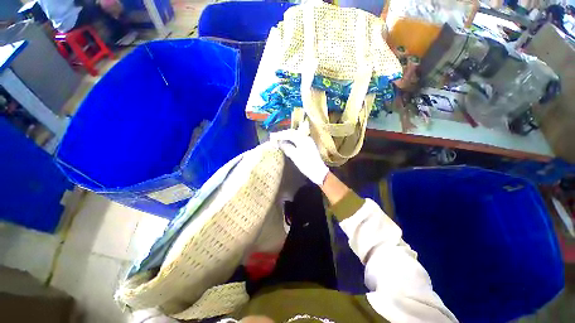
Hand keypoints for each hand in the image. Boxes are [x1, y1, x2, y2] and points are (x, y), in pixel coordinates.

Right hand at [271, 129, 328, 185]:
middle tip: (274, 137)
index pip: (290, 133)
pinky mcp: (308, 146)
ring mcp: (308, 142)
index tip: (272, 136)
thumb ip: (286, 147)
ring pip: (295, 137)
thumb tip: (279, 142)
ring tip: (278, 140)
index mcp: (303, 139)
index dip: (280, 134)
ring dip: (287, 137)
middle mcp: (306, 138)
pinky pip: (298, 141)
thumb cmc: (306, 164)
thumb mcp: (295, 156)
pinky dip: (291, 141)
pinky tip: (287, 143)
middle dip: (283, 135)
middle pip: (293, 133)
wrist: (318, 172)